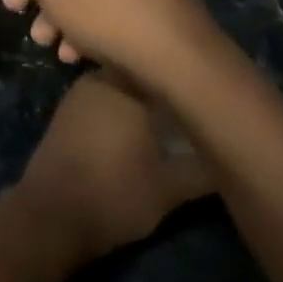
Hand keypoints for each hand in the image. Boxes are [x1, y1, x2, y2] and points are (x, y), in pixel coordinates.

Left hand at [16, 72, 212, 261]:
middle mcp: (102, 78)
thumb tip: (230, 154)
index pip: (164, 68)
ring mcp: (80, 92)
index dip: (186, 80)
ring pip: (120, 83)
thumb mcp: (169, 190)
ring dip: (141, 97)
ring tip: (168, 118)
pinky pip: (102, 96)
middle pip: (141, 74)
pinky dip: (119, 106)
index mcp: (129, 88)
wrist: (52, 213)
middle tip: (191, 107)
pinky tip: (134, 128)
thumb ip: (203, 170)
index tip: (208, 94)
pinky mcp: (68, 109)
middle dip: (164, 88)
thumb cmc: (114, 196)